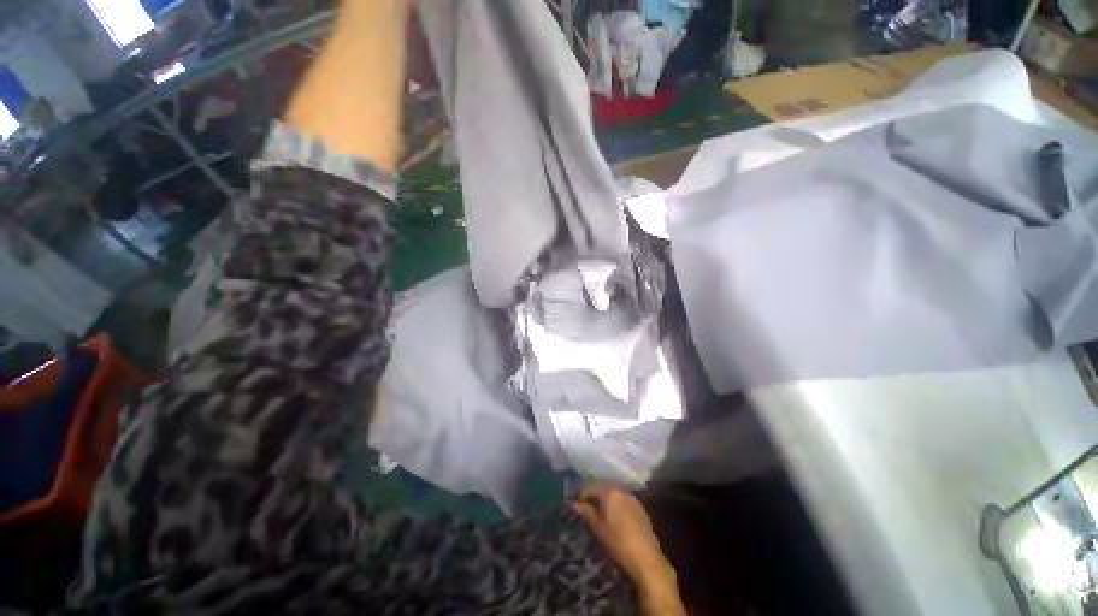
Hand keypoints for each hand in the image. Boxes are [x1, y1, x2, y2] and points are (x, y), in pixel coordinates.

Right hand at [573, 486, 684, 615]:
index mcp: (611, 493)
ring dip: (606, 500)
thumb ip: (587, 512)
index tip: (576, 504)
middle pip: (604, 488)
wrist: (647, 559)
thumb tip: (575, 504)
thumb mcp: (599, 528)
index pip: (592, 487)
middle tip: (586, 507)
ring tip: (598, 512)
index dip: (583, 494)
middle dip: (594, 496)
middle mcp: (622, 491)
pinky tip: (613, 517)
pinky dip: (616, 505)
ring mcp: (633, 499)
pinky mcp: (641, 509)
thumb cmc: (619, 542)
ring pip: (615, 495)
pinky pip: (624, 501)